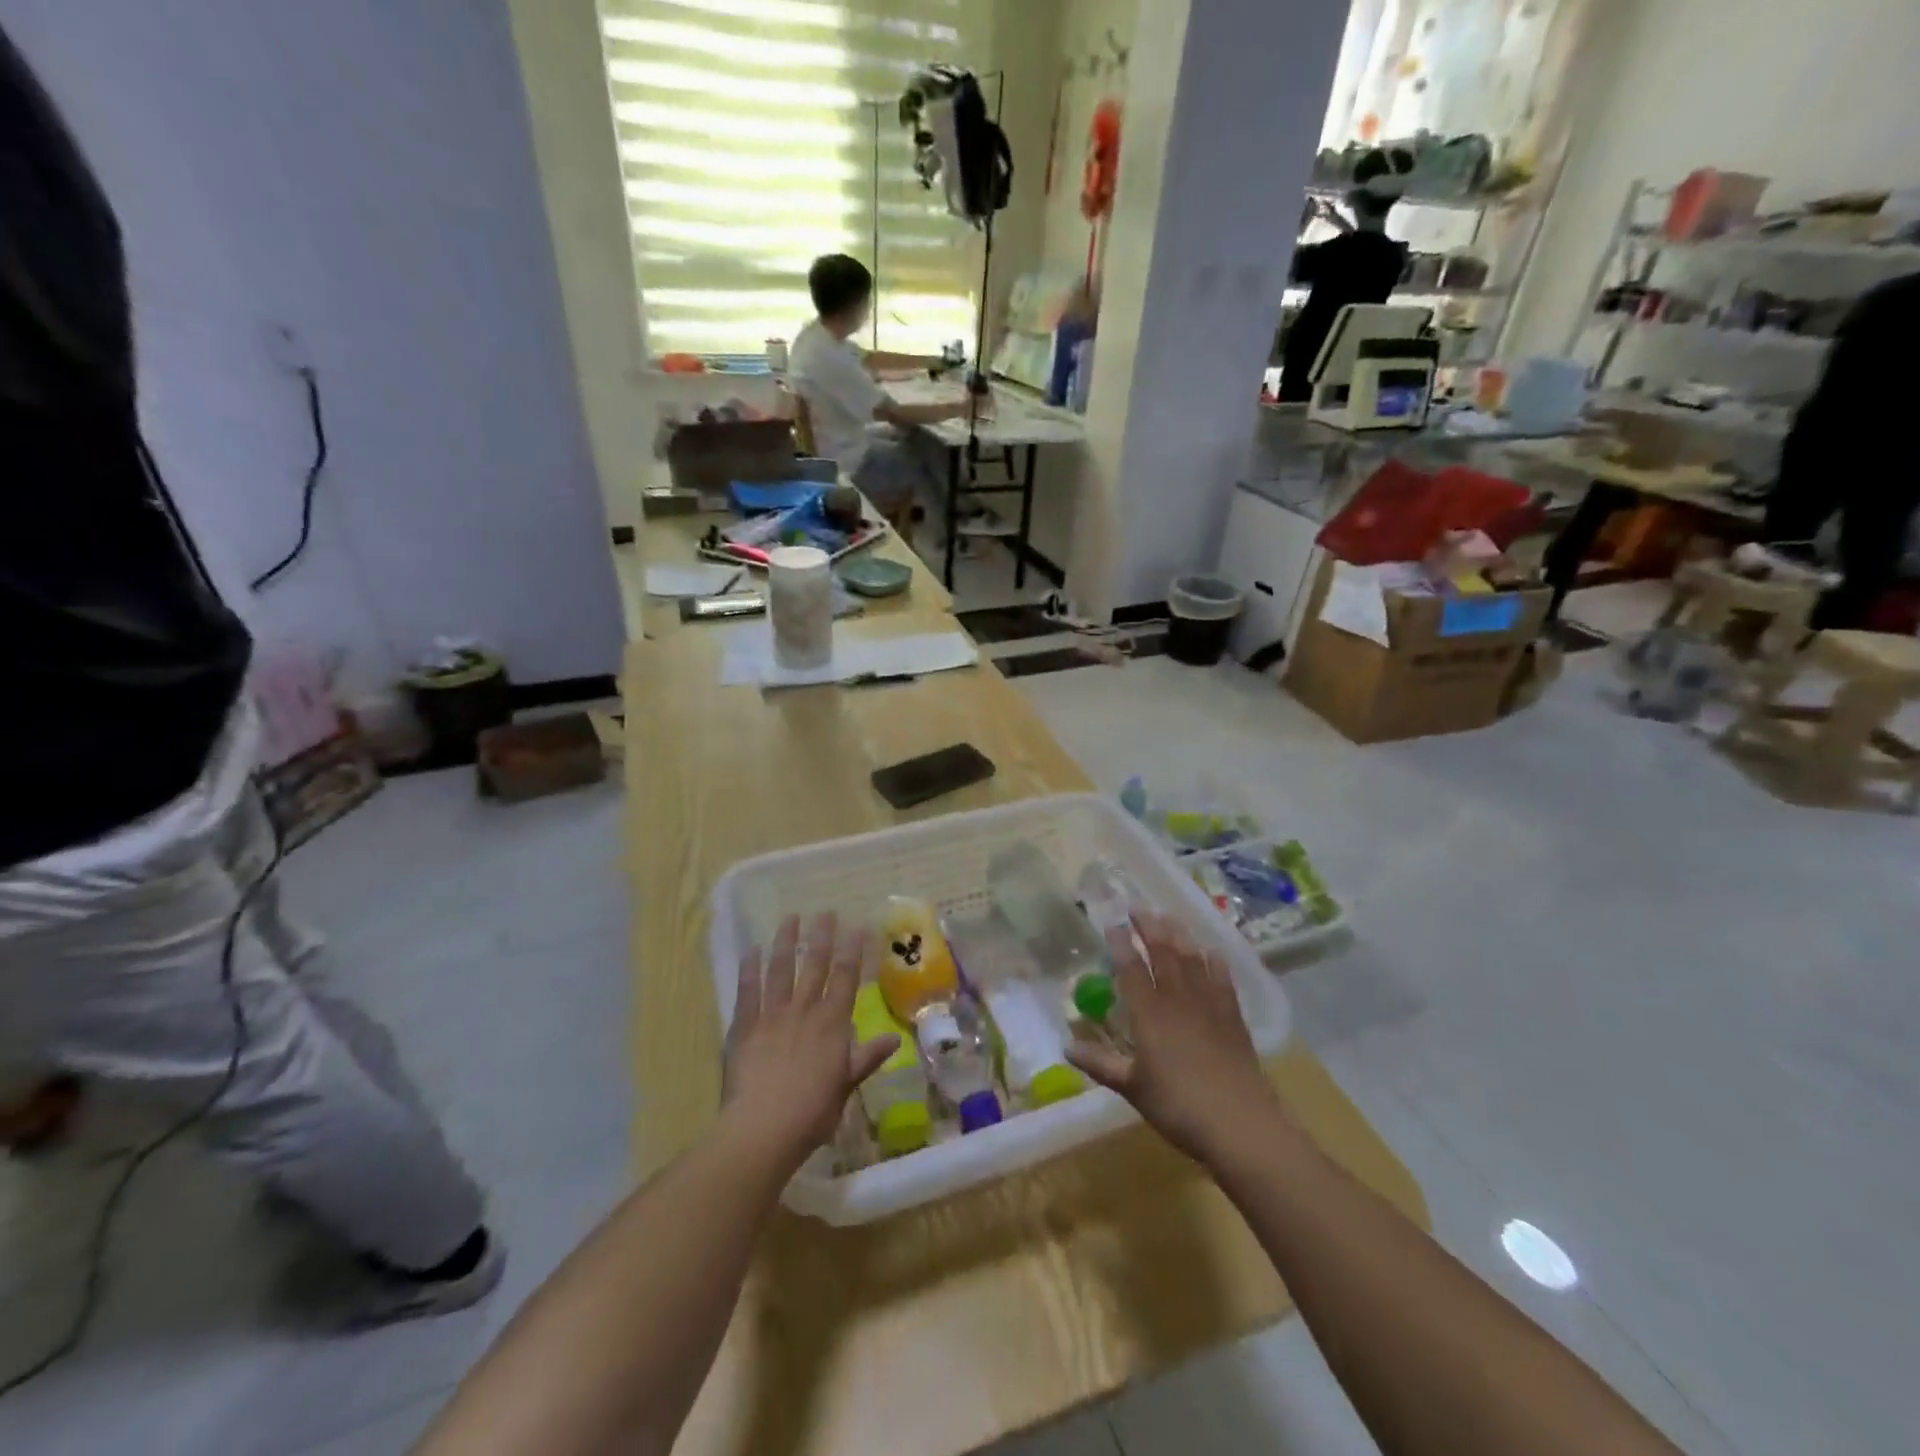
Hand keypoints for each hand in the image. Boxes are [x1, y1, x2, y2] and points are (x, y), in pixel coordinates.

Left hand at [723, 913, 898, 1167]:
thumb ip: (867, 1058)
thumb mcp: (846, 1085)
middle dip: (822, 936)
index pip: (846, 977)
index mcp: (832, 1023)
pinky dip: (749, 968)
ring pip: (780, 969)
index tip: (857, 926)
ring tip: (790, 919)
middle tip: (825, 912)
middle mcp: (804, 1010)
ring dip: (786, 942)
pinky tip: (751, 950)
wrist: (763, 1127)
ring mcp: (772, 1014)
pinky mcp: (744, 1025)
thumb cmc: (812, 1111)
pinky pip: (747, 990)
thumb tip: (894, 1040)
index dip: (853, 950)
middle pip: (815, 965)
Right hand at [1066, 912, 1284, 1166]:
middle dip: (1149, 928)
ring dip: (1179, 935)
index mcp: (1149, 1015)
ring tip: (1169, 916)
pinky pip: (1222, 980)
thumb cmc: (1179, 1107)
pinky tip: (1211, 951)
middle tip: (1138, 907)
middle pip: (1163, 954)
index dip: (1121, 944)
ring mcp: (1208, 1006)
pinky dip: (1214, 962)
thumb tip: (1066, 1047)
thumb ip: (1100, 1064)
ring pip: (1192, 960)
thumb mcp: (1133, 1088)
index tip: (1112, 923)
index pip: (1131, 969)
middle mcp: (1177, 1001)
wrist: (1240, 1124)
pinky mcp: (1233, 1018)